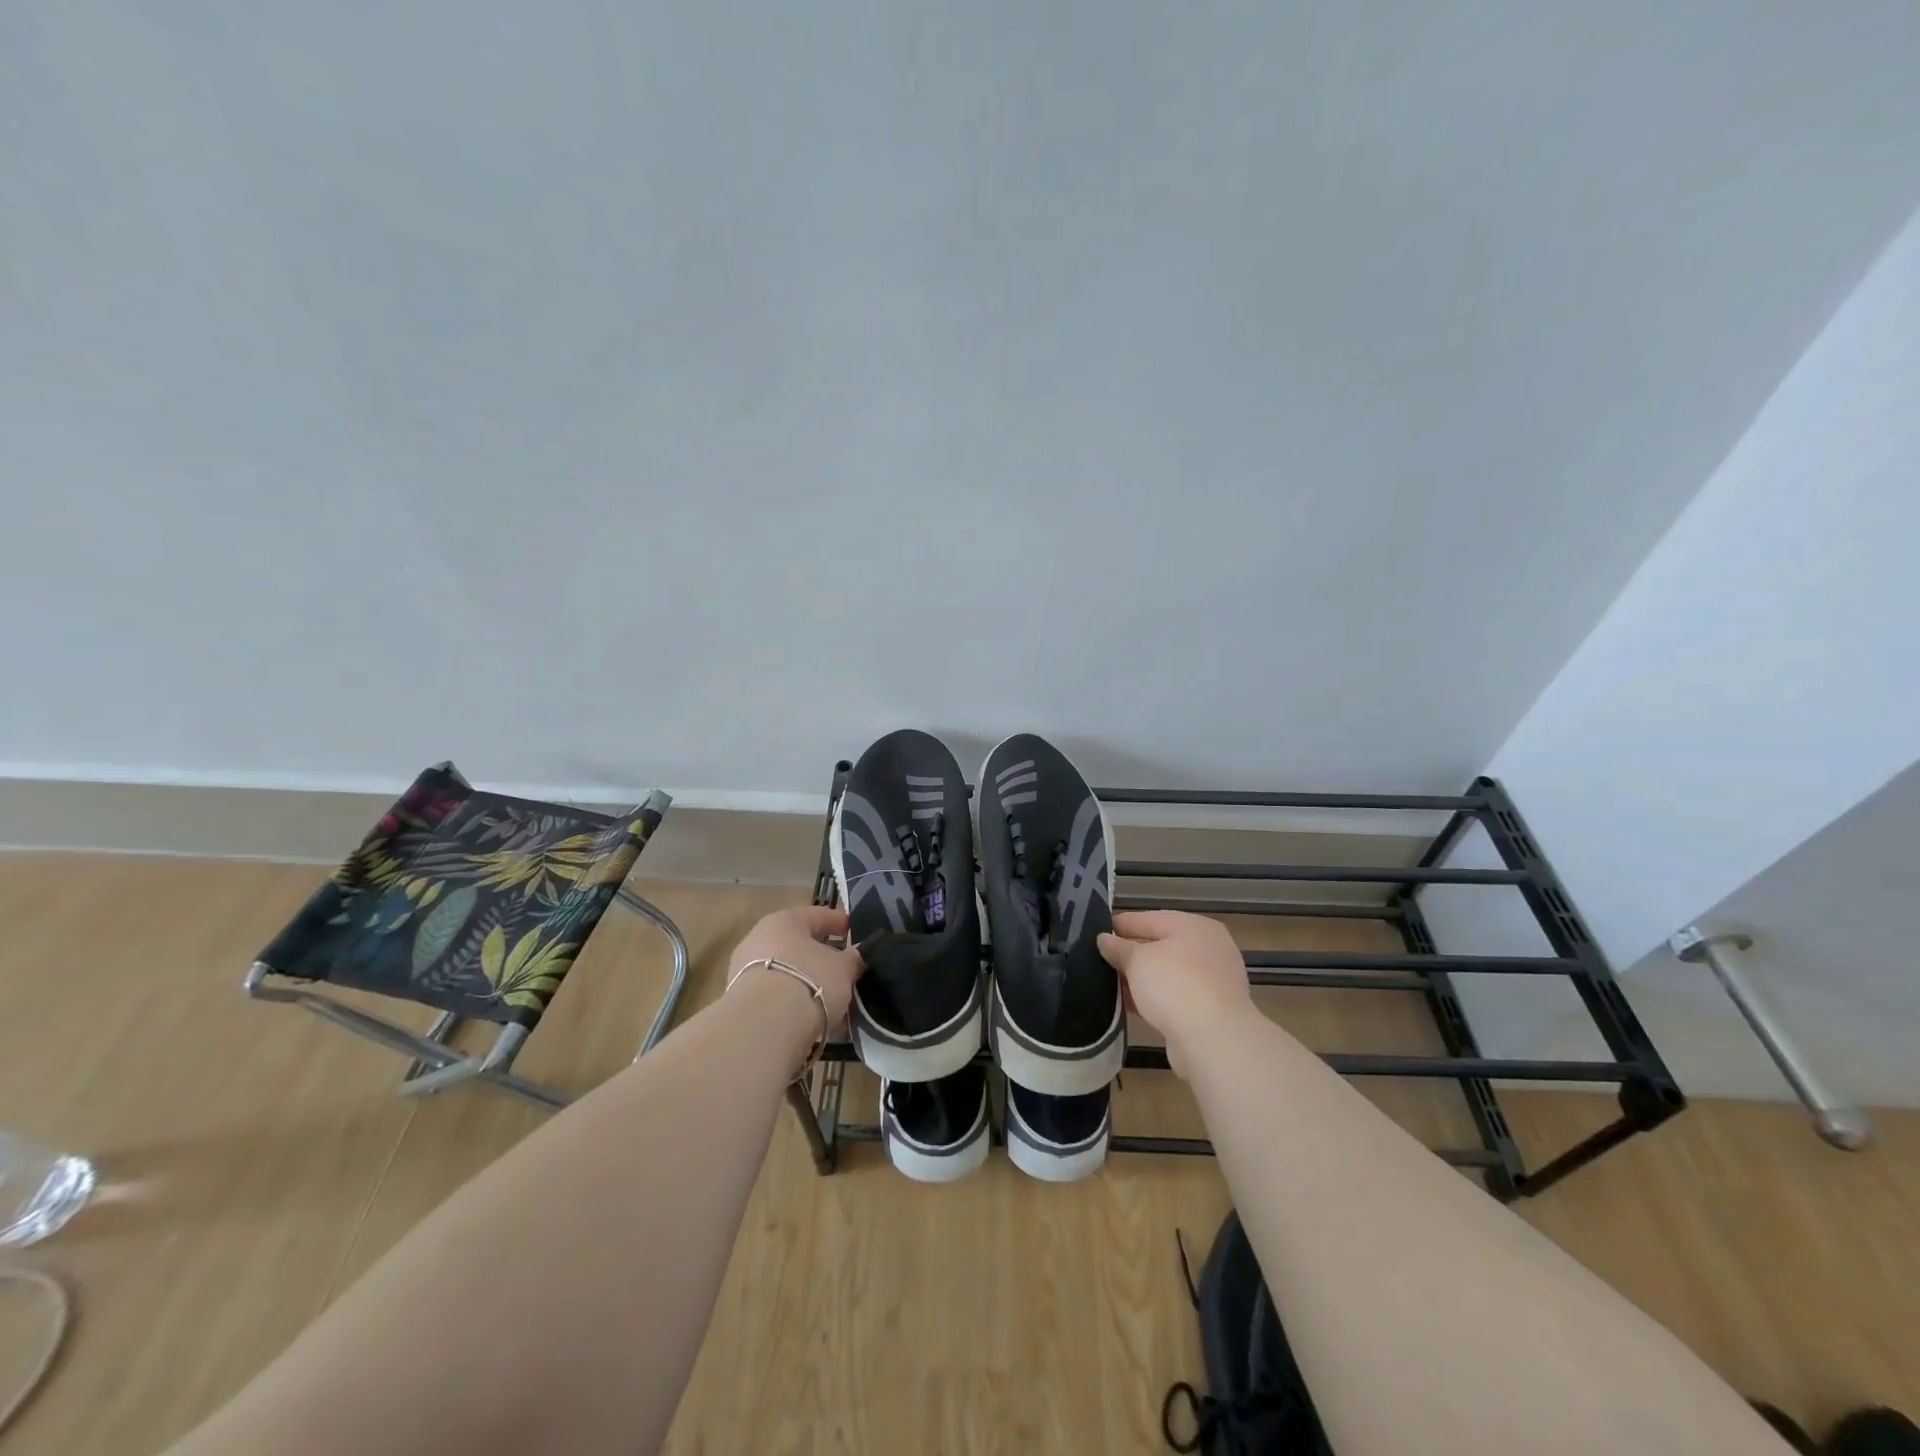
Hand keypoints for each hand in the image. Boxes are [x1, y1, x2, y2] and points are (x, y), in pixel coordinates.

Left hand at [729, 905, 864, 1026]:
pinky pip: (774, 997)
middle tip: (841, 967)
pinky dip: (792, 1003)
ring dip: (805, 982)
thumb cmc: (808, 981)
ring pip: (784, 972)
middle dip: (818, 955)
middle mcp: (758, 939)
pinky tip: (811, 1017)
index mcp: (784, 921)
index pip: (815, 915)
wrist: (762, 1027)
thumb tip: (860, 954)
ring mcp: (743, 971)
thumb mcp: (843, 969)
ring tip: (829, 998)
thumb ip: (853, 959)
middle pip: (795, 944)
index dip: (837, 921)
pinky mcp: (739, 1003)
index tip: (852, 929)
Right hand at [1098, 911, 1252, 1078]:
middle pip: (1161, 946)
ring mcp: (1213, 981)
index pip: (1149, 918)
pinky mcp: (1211, 1011)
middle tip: (1099, 960)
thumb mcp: (1137, 960)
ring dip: (1141, 979)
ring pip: (1167, 974)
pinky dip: (1154, 999)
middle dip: (1131, 954)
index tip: (1095, 933)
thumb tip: (1104, 939)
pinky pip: (1175, 997)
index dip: (1121, 925)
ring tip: (1109, 984)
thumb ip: (1119, 948)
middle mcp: (1208, 948)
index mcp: (1194, 926)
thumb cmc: (1174, 984)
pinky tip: (1130, 1006)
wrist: (1214, 1039)